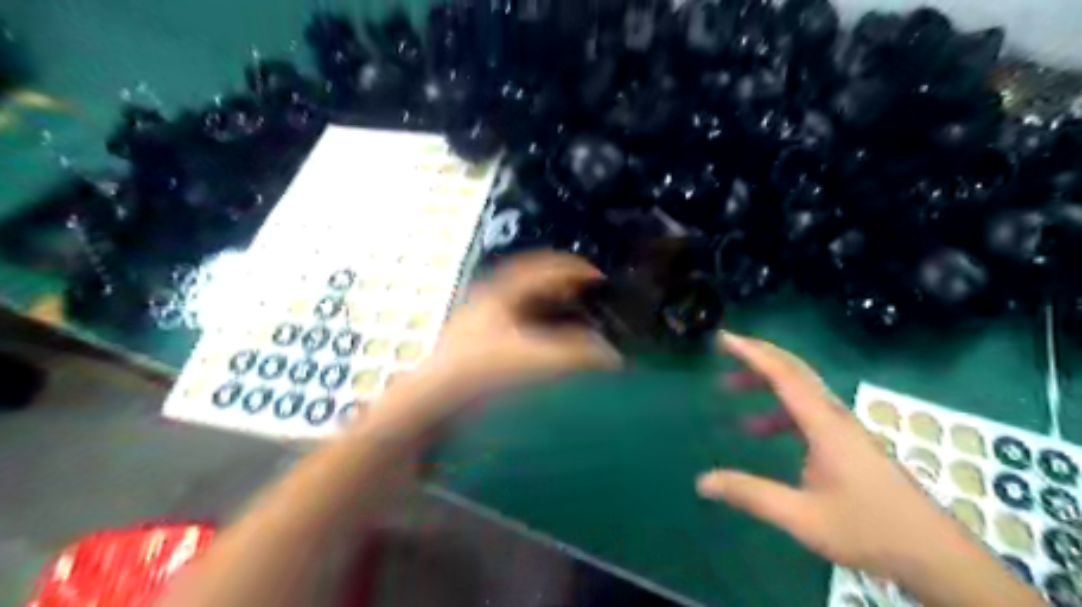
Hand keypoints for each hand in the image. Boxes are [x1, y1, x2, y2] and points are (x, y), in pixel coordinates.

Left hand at [357, 253, 621, 442]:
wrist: (429, 403)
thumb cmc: (480, 372)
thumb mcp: (535, 359)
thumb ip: (578, 356)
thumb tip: (612, 357)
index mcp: (501, 293)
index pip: (542, 267)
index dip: (573, 268)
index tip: (598, 277)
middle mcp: (488, 301)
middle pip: (530, 281)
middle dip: (560, 284)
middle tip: (584, 293)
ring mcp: (477, 323)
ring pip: (519, 303)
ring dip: (546, 305)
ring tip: (568, 317)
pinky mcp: (473, 346)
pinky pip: (511, 325)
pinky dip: (533, 327)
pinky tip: (542, 346)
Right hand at [702, 334, 971, 581]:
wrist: (935, 555)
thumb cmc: (869, 531)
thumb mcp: (802, 517)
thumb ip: (751, 495)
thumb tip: (702, 482)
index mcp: (825, 424)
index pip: (783, 375)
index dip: (751, 353)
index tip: (724, 338)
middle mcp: (835, 416)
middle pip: (794, 371)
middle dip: (757, 356)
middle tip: (725, 349)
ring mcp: (843, 428)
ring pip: (800, 390)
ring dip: (765, 383)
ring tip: (730, 388)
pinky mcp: (848, 442)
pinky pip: (806, 411)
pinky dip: (778, 411)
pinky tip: (760, 430)